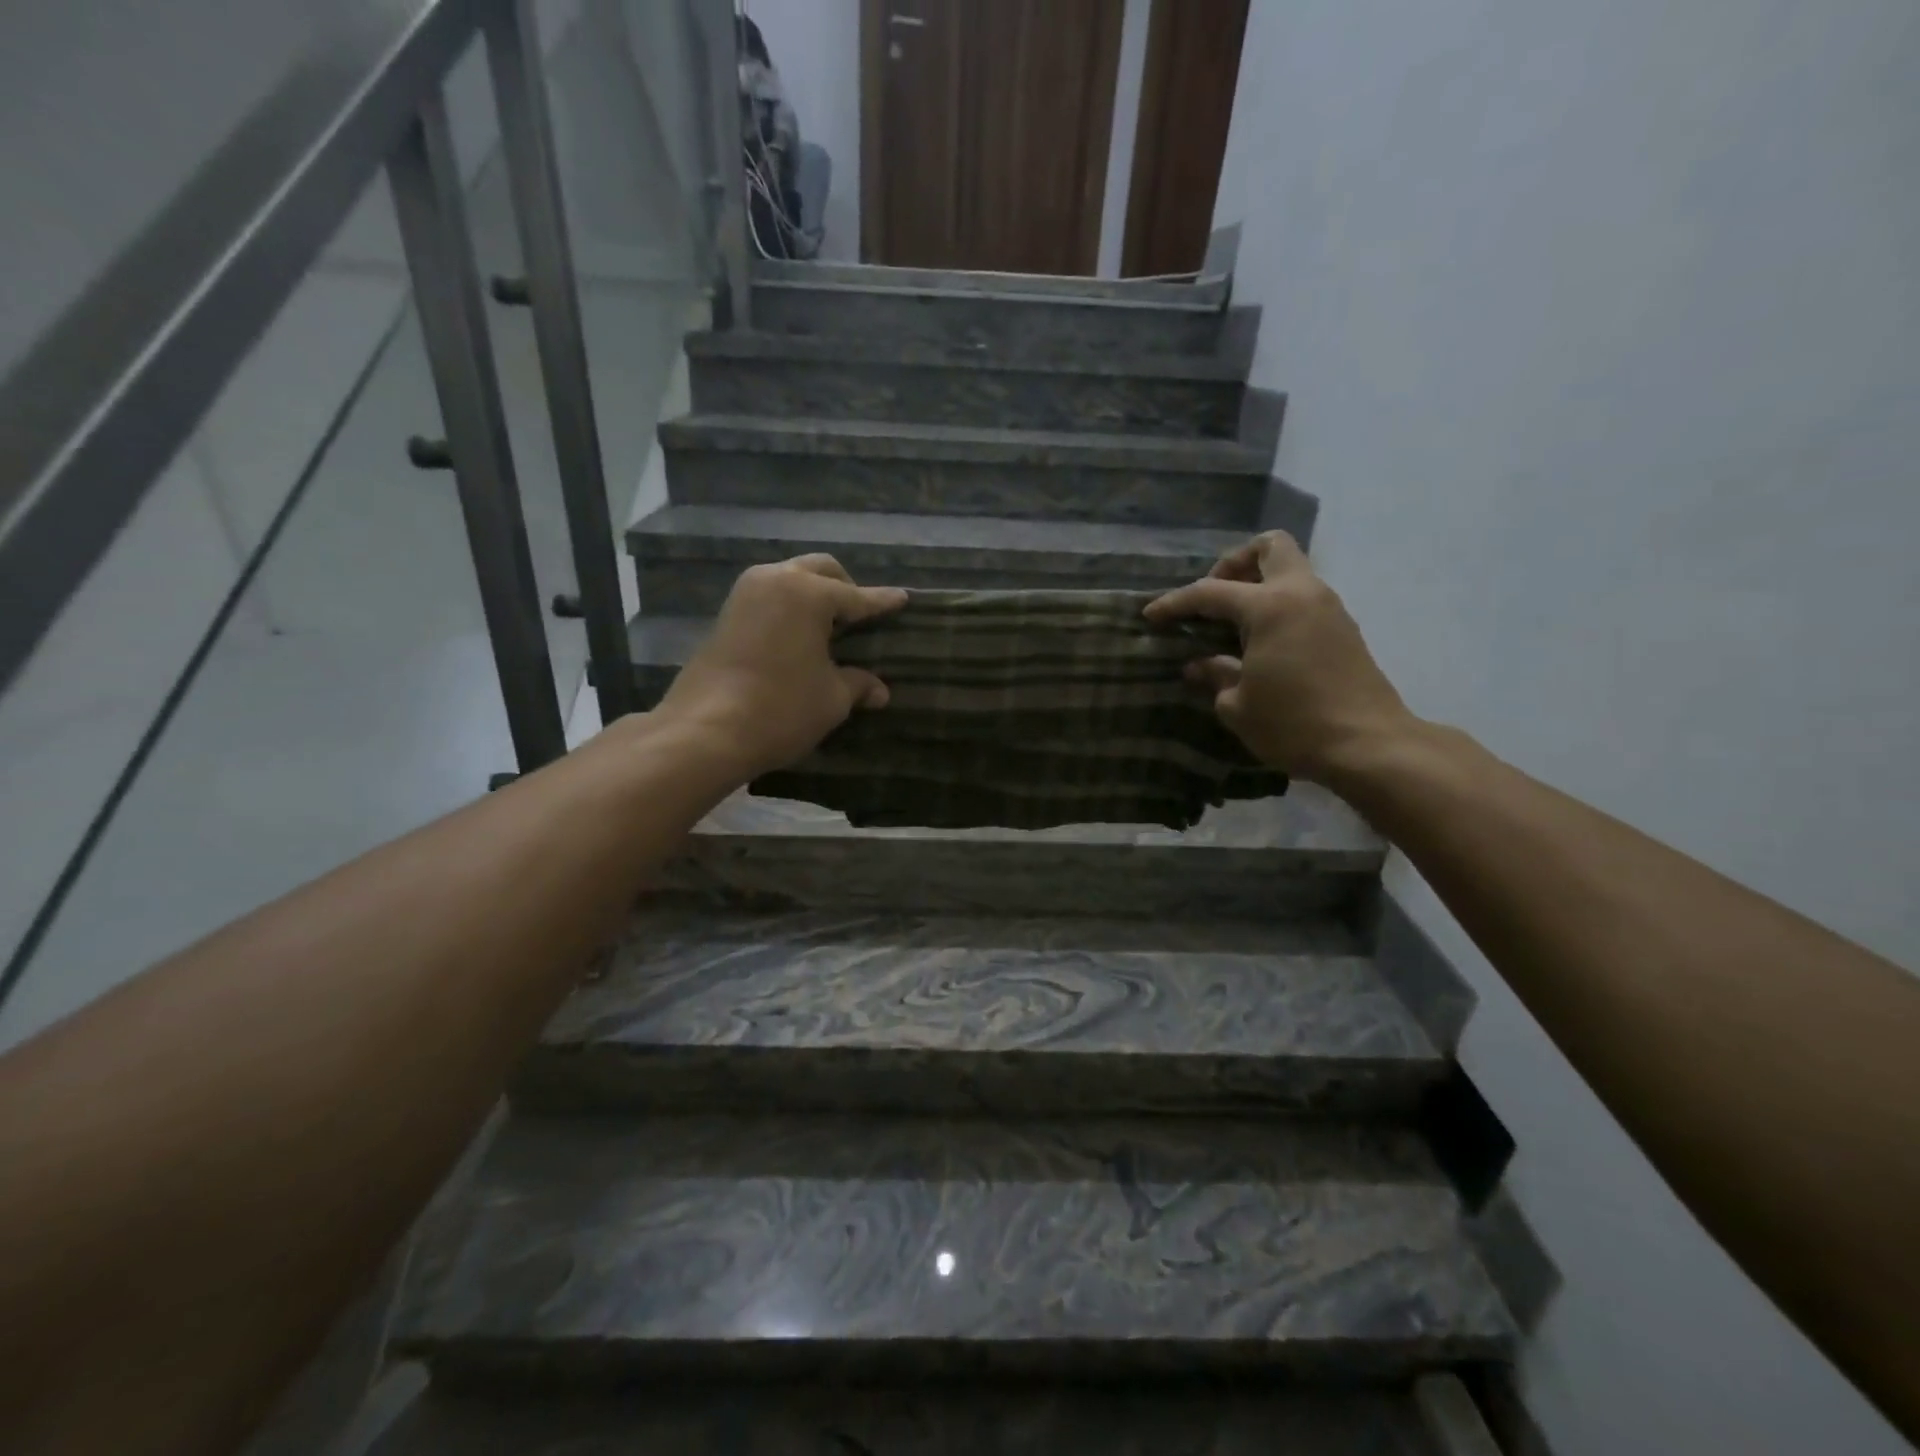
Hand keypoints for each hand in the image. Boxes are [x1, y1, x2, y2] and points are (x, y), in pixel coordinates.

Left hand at [655, 555, 906, 778]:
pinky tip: (799, 636)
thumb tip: (879, 690)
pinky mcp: (726, 615)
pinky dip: (789, 608)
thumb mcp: (832, 698)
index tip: (902, 598)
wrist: (706, 730)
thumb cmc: (781, 708)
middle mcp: (775, 580)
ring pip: (790, 578)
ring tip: (829, 626)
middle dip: (845, 587)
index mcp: (808, 593)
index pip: (857, 596)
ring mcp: (745, 595)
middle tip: (861, 615)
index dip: (882, 602)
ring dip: (813, 594)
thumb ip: (858, 684)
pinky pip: (769, 598)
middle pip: (820, 570)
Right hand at [1144, 532, 1415, 782]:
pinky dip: (1277, 607)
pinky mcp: (1343, 629)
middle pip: (1269, 547)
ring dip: (1259, 585)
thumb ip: (1215, 675)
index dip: (1176, 603)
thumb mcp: (1238, 706)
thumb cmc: (1293, 724)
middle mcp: (1301, 594)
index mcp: (1270, 607)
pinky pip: (1303, 598)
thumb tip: (1198, 665)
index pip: (1210, 592)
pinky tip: (1260, 642)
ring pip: (1290, 570)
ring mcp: (1328, 608)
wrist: (1368, 745)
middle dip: (1235, 563)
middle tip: (1213, 597)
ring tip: (1231, 624)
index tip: (1150, 615)